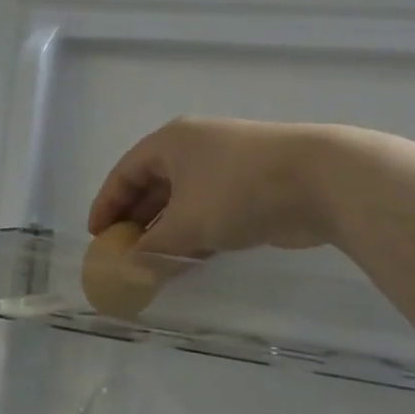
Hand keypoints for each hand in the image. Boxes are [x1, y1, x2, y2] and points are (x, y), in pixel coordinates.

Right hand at [88, 116, 335, 256]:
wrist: (319, 181)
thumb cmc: (237, 191)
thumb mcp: (186, 223)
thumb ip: (152, 249)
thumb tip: (128, 270)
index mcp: (171, 143)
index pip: (126, 172)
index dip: (107, 204)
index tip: (96, 237)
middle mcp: (195, 149)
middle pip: (153, 186)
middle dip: (136, 221)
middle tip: (122, 254)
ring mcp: (225, 167)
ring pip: (183, 202)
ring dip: (165, 232)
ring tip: (150, 264)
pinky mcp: (251, 189)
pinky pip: (209, 212)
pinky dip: (194, 235)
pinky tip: (186, 260)